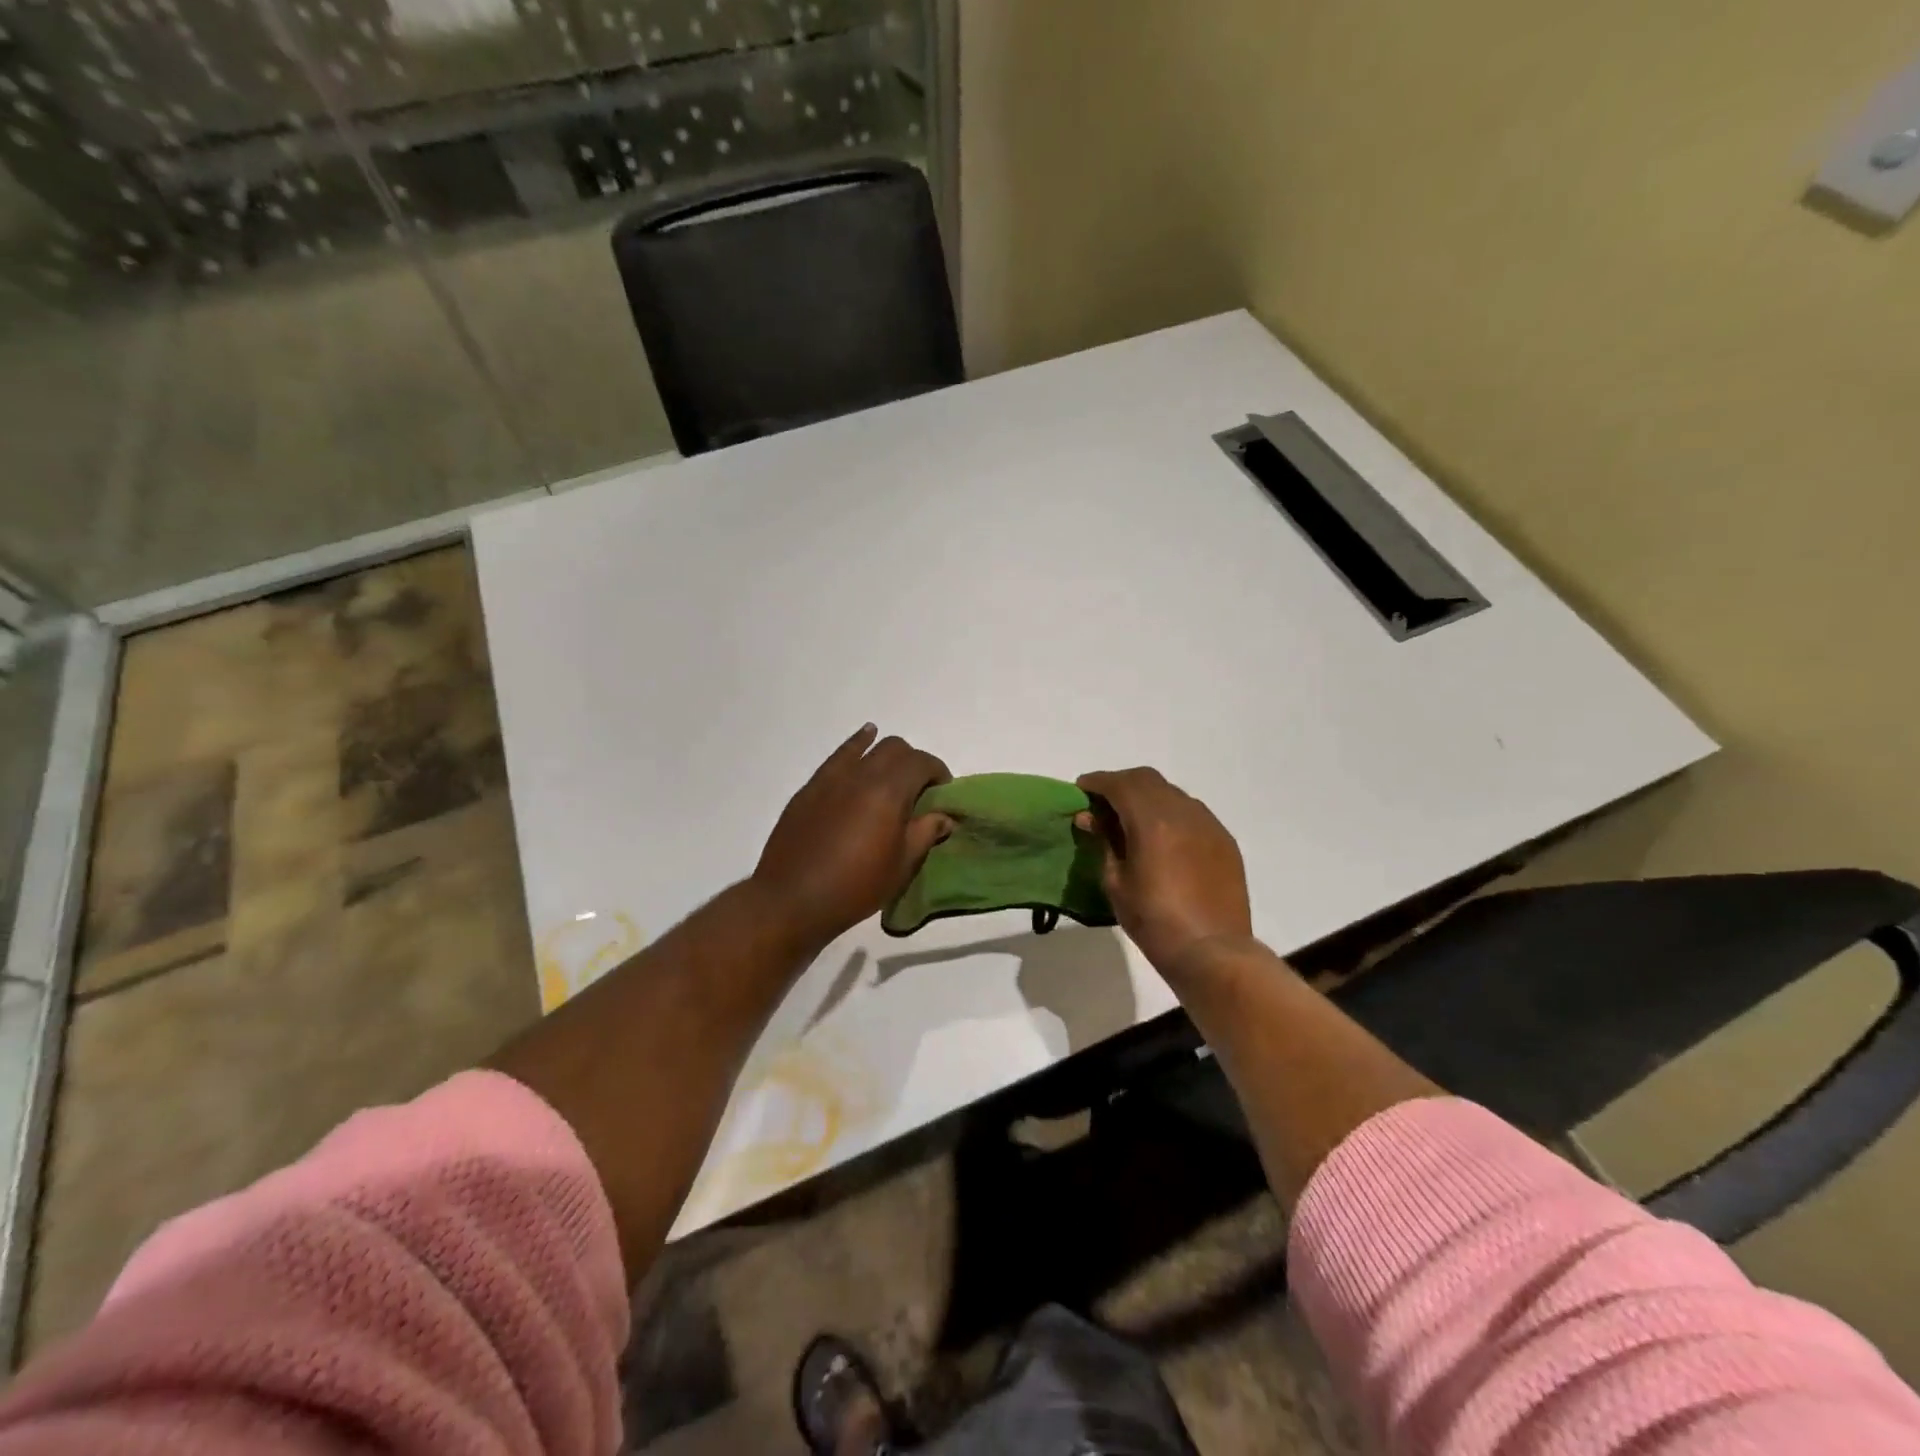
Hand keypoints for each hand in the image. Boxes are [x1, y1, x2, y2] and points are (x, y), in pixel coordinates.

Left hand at [753, 725, 953, 951]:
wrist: (792, 899)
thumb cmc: (855, 887)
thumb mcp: (901, 865)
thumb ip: (925, 833)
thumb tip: (944, 816)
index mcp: (889, 791)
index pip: (921, 763)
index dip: (938, 772)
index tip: (942, 792)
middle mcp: (861, 774)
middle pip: (895, 748)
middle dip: (913, 762)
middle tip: (918, 790)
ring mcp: (832, 778)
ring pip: (867, 747)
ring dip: (886, 754)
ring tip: (892, 772)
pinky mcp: (811, 788)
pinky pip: (838, 756)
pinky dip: (856, 746)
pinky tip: (864, 740)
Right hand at [1075, 767, 1251, 974]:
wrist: (1212, 951)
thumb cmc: (1154, 921)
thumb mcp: (1116, 882)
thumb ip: (1104, 842)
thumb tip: (1091, 818)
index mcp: (1152, 821)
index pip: (1119, 784)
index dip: (1097, 782)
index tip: (1081, 790)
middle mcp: (1183, 812)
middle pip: (1147, 780)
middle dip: (1121, 785)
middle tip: (1102, 804)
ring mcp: (1208, 824)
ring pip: (1172, 794)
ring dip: (1148, 798)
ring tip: (1132, 821)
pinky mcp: (1224, 840)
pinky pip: (1192, 813)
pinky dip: (1170, 814)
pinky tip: (1162, 838)